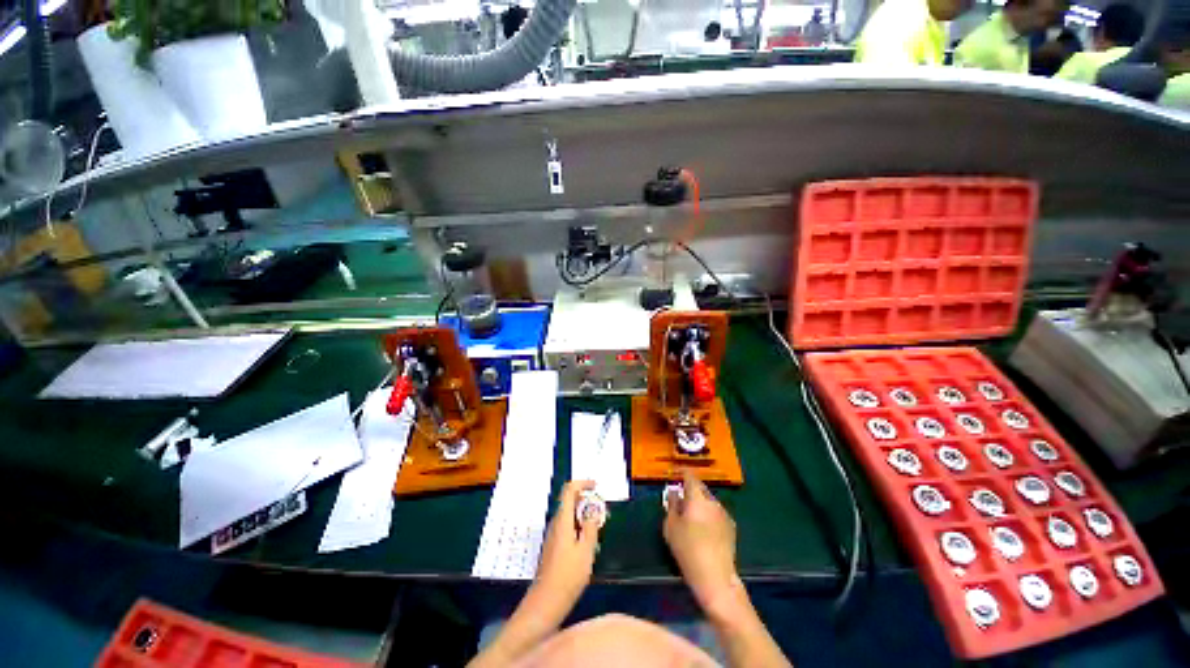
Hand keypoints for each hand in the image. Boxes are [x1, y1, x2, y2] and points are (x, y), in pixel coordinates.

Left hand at [534, 480, 601, 612]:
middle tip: (601, 509)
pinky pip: (567, 526)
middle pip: (569, 501)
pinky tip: (588, 542)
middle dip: (585, 500)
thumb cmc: (568, 576)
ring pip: (569, 515)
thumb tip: (592, 511)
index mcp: (563, 520)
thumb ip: (590, 528)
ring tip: (598, 527)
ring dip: (583, 514)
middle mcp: (556, 523)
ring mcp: (553, 535)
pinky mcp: (554, 546)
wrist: (546, 602)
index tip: (596, 486)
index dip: (582, 483)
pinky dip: (579, 526)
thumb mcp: (586, 551)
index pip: (569, 490)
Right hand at [664, 470, 740, 610]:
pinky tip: (704, 529)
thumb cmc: (687, 549)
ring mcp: (724, 513)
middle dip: (691, 490)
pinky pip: (716, 513)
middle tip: (680, 499)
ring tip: (691, 516)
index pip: (690, 476)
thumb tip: (673, 492)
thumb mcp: (671, 526)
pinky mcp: (731, 527)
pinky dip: (709, 514)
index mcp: (697, 497)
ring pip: (709, 501)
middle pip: (700, 488)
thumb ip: (672, 505)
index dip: (682, 473)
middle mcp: (712, 501)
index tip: (675, 474)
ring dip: (700, 503)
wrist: (715, 576)